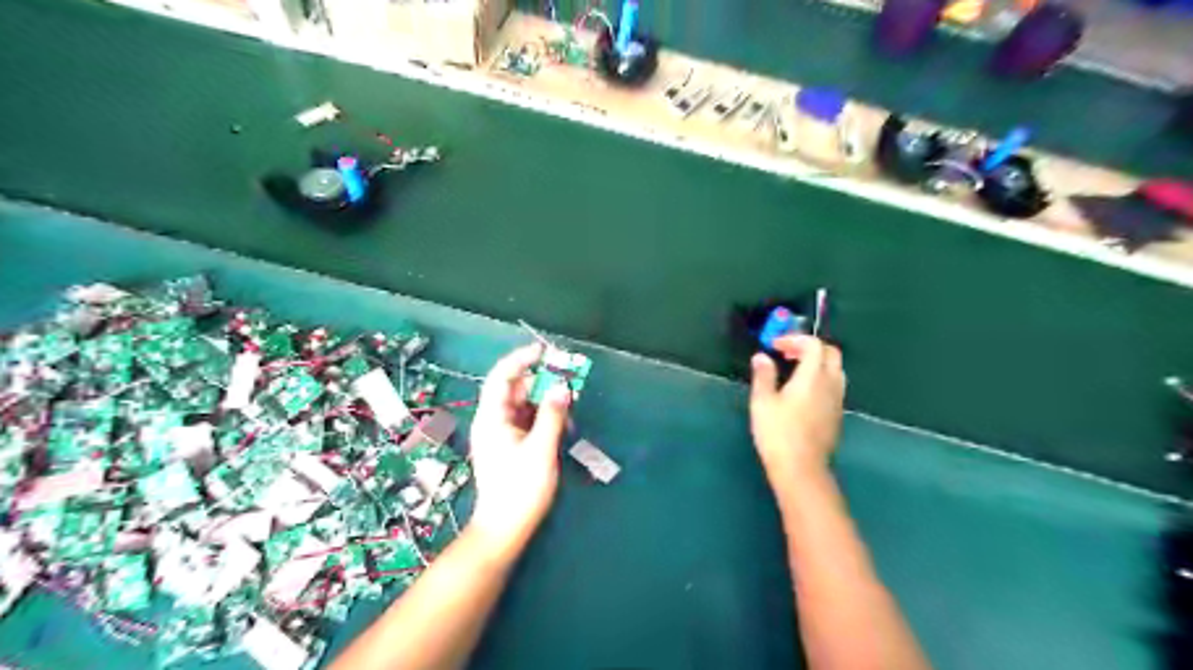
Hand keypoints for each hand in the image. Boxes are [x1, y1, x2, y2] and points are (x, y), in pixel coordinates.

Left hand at [469, 343, 568, 555]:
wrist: (504, 529)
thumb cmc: (519, 489)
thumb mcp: (540, 450)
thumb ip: (553, 416)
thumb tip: (562, 387)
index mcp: (492, 418)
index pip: (501, 377)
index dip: (521, 359)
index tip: (544, 351)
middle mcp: (494, 421)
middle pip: (516, 390)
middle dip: (542, 380)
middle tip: (568, 376)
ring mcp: (503, 434)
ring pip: (525, 405)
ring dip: (547, 400)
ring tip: (571, 400)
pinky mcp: (513, 446)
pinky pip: (529, 421)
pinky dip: (546, 417)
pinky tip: (564, 422)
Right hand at [749, 338, 841, 484]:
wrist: (801, 469)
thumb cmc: (778, 433)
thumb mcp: (762, 402)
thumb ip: (763, 375)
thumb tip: (762, 357)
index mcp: (813, 376)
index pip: (814, 345)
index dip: (795, 339)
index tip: (775, 346)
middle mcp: (831, 384)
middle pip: (831, 354)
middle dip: (811, 347)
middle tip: (788, 354)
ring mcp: (837, 401)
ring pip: (836, 370)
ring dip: (818, 363)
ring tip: (795, 371)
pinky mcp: (837, 415)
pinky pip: (834, 387)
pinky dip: (821, 379)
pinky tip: (803, 393)